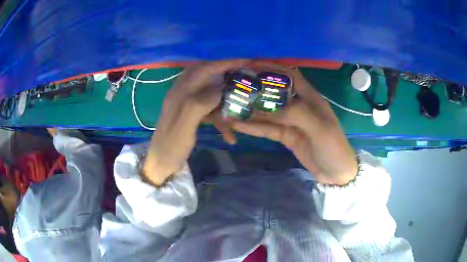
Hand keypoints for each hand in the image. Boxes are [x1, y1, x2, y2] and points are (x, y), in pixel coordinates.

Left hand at [142, 60, 248, 185]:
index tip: (244, 60)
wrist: (160, 164)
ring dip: (224, 99)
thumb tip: (219, 89)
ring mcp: (185, 103)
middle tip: (244, 72)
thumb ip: (199, 105)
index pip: (203, 70)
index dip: (223, 63)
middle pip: (205, 74)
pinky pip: (207, 109)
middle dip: (225, 71)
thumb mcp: (183, 128)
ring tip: (239, 102)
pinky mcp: (188, 114)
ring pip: (208, 91)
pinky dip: (219, 118)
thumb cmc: (170, 148)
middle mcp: (181, 93)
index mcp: (179, 93)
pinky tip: (229, 134)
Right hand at [231, 63, 357, 185]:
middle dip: (256, 89)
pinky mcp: (286, 136)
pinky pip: (267, 130)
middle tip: (234, 87)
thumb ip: (296, 114)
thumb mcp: (320, 129)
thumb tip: (267, 107)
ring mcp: (291, 122)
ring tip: (229, 107)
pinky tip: (237, 126)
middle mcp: (299, 106)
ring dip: (250, 111)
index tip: (252, 65)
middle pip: (274, 93)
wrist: (336, 173)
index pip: (290, 76)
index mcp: (310, 98)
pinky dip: (253, 128)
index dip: (272, 68)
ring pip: (267, 113)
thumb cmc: (333, 147)